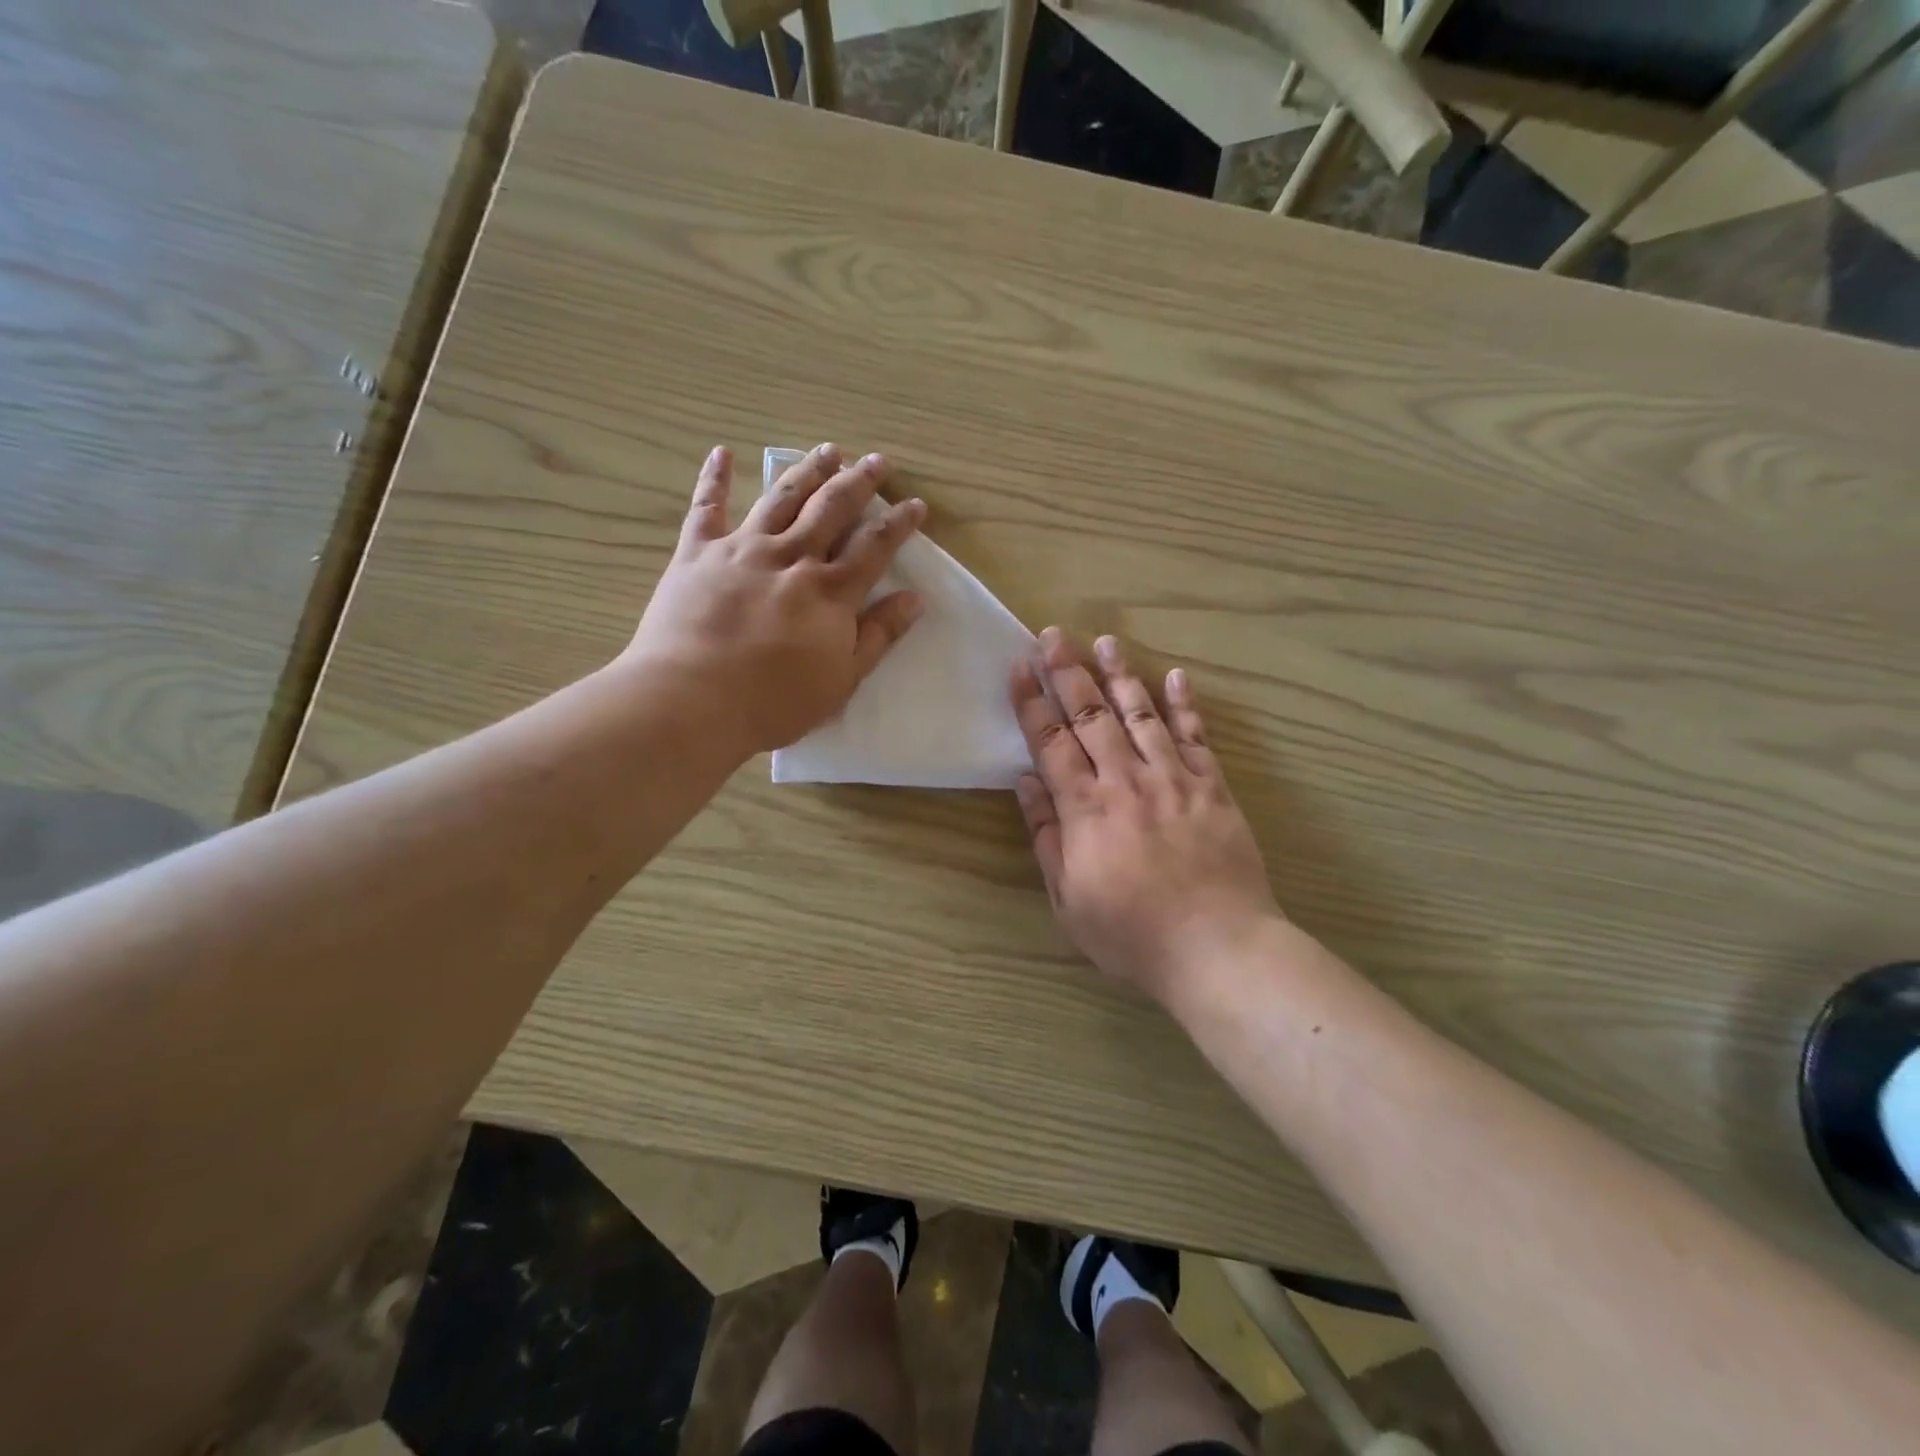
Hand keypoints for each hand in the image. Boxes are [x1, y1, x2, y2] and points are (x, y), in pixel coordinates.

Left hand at [625, 444, 924, 756]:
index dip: (898, 523)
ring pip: (782, 498)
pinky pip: (706, 508)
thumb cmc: (774, 702)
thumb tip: (915, 599)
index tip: (915, 504)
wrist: (692, 700)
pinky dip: (715, 479)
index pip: (874, 547)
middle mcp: (791, 558)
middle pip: (831, 509)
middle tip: (876, 461)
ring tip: (828, 450)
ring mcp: (742, 549)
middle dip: (858, 483)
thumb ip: (878, 636)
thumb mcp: (841, 679)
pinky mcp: (697, 553)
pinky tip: (723, 452)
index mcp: (829, 592)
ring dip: (808, 470)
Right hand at [1010, 629, 1280, 1001]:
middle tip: (1054, 635)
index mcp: (1086, 809)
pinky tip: (1176, 676)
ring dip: (1122, 675)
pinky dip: (1185, 705)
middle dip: (1069, 672)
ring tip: (1106, 641)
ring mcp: (1174, 780)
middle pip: (1091, 716)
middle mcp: (1126, 782)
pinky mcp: (1213, 788)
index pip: (1051, 742)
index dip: (1032, 703)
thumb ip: (1047, 836)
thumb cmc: (1131, 934)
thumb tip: (1026, 782)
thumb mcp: (1068, 898)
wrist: (1217, 949)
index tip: (1019, 668)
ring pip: (1142, 715)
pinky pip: (1197, 737)